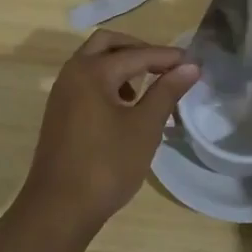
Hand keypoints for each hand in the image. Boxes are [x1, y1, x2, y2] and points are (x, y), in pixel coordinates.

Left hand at [17, 30, 198, 235]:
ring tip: (146, 87)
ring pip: (93, 61)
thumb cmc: (106, 165)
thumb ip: (166, 92)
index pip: (137, 54)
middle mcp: (73, 72)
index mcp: (93, 71)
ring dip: (120, 64)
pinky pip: (85, 80)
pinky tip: (124, 107)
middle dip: (138, 49)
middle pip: (107, 44)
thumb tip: (190, 67)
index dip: (167, 57)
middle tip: (164, 66)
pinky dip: (107, 80)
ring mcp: (62, 92)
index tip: (193, 63)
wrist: (59, 208)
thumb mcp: (144, 127)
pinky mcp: (59, 111)